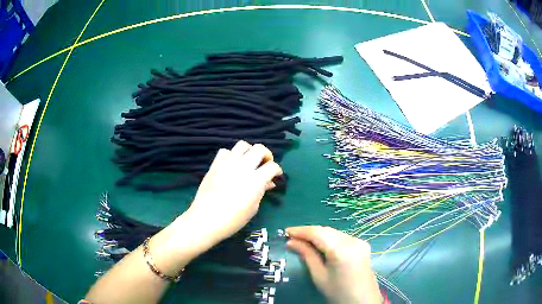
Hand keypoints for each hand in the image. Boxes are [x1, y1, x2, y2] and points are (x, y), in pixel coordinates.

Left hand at [185, 141, 282, 245]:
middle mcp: (243, 167)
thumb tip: (268, 182)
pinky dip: (231, 155)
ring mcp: (227, 163)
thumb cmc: (233, 219)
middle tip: (265, 164)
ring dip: (249, 151)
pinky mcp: (215, 165)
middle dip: (266, 155)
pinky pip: (225, 151)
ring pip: (242, 145)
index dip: (277, 170)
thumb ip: (262, 191)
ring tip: (249, 161)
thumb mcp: (253, 208)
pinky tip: (232, 165)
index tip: (276, 175)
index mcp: (255, 180)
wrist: (206, 219)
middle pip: (259, 149)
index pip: (272, 166)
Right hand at [286, 226, 381, 303]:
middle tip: (292, 238)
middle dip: (308, 232)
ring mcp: (359, 241)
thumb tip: (291, 242)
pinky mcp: (362, 245)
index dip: (300, 230)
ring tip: (303, 241)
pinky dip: (329, 238)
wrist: (362, 301)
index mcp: (341, 249)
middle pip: (326, 230)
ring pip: (334, 232)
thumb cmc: (338, 292)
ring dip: (318, 235)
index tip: (285, 232)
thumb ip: (306, 255)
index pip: (317, 232)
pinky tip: (320, 245)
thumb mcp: (319, 276)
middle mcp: (352, 240)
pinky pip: (341, 237)